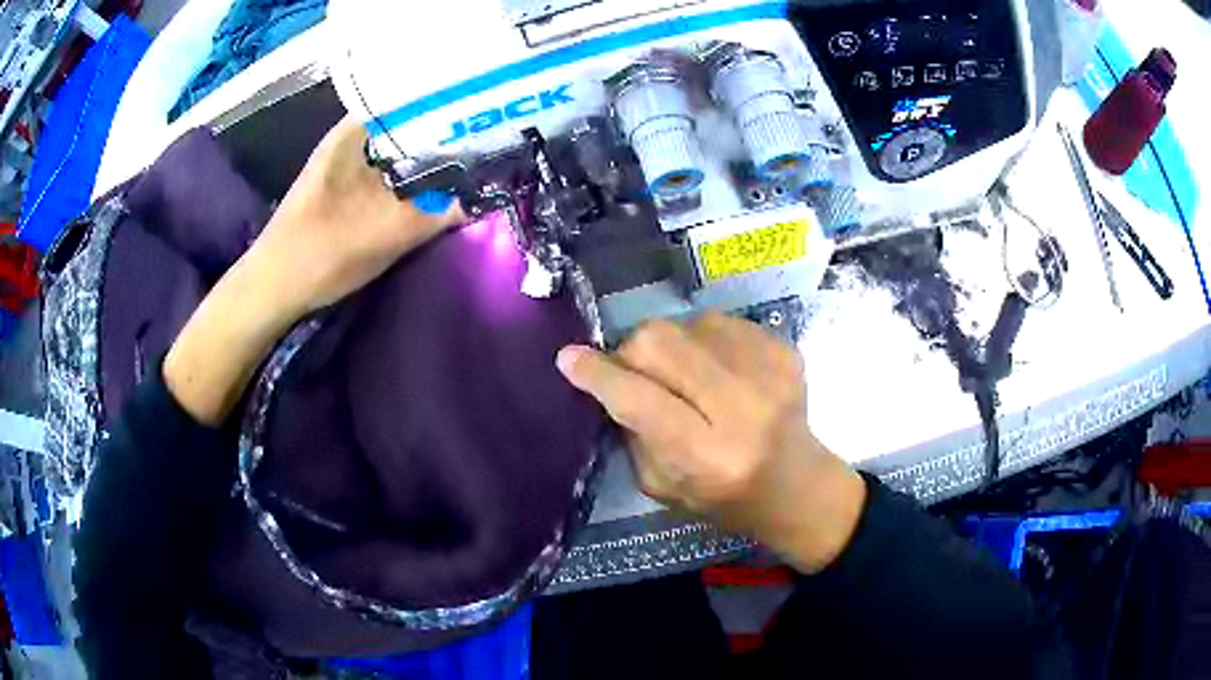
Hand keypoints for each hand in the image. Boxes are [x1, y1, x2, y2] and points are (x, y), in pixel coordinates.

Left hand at [165, 117, 460, 426]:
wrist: (272, 291)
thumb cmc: (319, 253)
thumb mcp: (383, 233)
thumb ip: (435, 214)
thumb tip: (481, 199)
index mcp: (354, 132)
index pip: (413, 98)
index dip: (451, 102)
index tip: (487, 109)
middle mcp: (352, 140)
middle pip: (411, 125)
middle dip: (448, 134)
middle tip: (490, 141)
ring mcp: (350, 167)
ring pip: (402, 152)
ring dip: (432, 160)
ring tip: (474, 162)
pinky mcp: (350, 193)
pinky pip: (392, 176)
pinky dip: (415, 181)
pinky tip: (439, 191)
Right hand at [557, 313, 866, 573]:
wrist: (799, 486)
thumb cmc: (725, 499)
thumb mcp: (663, 487)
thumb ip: (632, 432)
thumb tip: (607, 378)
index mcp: (708, 457)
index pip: (640, 400)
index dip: (599, 375)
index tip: (570, 358)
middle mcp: (743, 409)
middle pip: (661, 343)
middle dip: (632, 352)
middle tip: (634, 372)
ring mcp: (770, 372)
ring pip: (688, 323)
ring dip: (671, 345)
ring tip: (684, 375)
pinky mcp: (784, 349)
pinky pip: (719, 321)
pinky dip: (703, 340)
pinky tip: (716, 369)